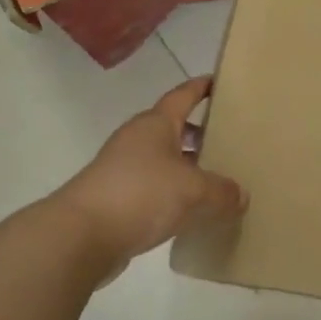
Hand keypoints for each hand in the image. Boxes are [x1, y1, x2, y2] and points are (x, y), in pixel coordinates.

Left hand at [53, 77, 246, 282]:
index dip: (201, 87)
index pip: (183, 95)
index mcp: (156, 124)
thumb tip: (241, 195)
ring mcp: (123, 169)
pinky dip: (172, 193)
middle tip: (229, 140)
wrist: (79, 236)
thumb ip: (222, 191)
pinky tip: (190, 212)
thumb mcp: (193, 191)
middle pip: (174, 128)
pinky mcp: (115, 199)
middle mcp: (138, 140)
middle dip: (200, 133)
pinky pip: (153, 188)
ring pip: (163, 160)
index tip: (220, 83)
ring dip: (187, 167)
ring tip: (215, 180)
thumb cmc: (140, 194)